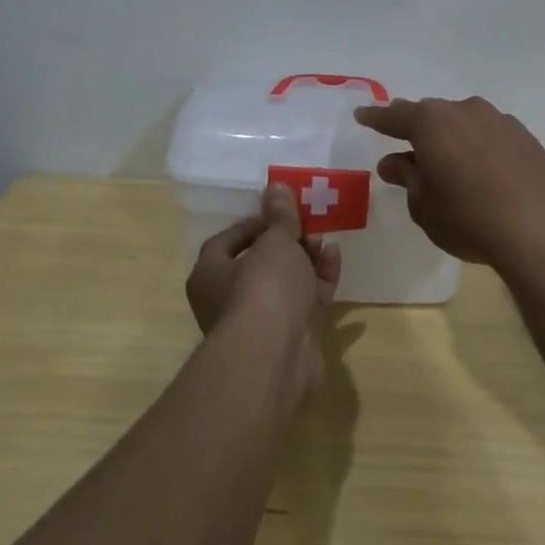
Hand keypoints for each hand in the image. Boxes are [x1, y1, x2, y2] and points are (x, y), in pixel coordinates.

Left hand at [187, 184, 341, 395]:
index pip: (227, 241)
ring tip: (325, 239)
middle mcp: (229, 300)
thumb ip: (280, 216)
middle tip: (308, 225)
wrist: (276, 356)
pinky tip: (334, 258)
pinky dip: (319, 279)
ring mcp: (261, 321)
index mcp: (210, 275)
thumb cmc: (263, 288)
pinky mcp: (290, 336)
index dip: (254, 223)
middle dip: (286, 241)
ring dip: (306, 258)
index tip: (280, 211)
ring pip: (285, 282)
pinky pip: (305, 300)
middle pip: (259, 262)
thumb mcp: (274, 241)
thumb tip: (275, 188)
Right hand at [353, 95, 544, 268]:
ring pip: (463, 121)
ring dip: (451, 136)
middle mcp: (463, 110)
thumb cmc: (467, 219)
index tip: (362, 115)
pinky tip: (482, 168)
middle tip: (404, 142)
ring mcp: (498, 119)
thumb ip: (407, 179)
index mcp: (430, 123)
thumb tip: (394, 162)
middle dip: (415, 127)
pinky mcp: (524, 135)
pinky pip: (489, 133)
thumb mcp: (424, 206)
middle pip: (431, 114)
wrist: (539, 230)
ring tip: (447, 160)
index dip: (375, 118)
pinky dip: (479, 145)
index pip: (394, 116)